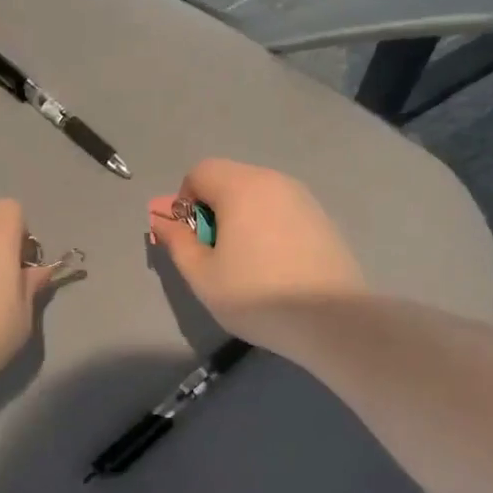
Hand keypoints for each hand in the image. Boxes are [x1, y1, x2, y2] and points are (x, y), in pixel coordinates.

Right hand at [148, 159, 364, 346]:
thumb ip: (177, 241)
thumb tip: (160, 217)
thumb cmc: (257, 295)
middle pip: (228, 180)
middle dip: (211, 210)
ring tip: (244, 263)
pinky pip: (279, 210)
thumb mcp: (202, 274)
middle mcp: (273, 180)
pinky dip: (266, 226)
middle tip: (214, 254)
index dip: (184, 202)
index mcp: (241, 186)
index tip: (191, 240)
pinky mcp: (321, 218)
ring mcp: (302, 198)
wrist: (332, 320)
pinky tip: (273, 265)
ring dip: (238, 218)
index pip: (199, 172)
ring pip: (255, 195)